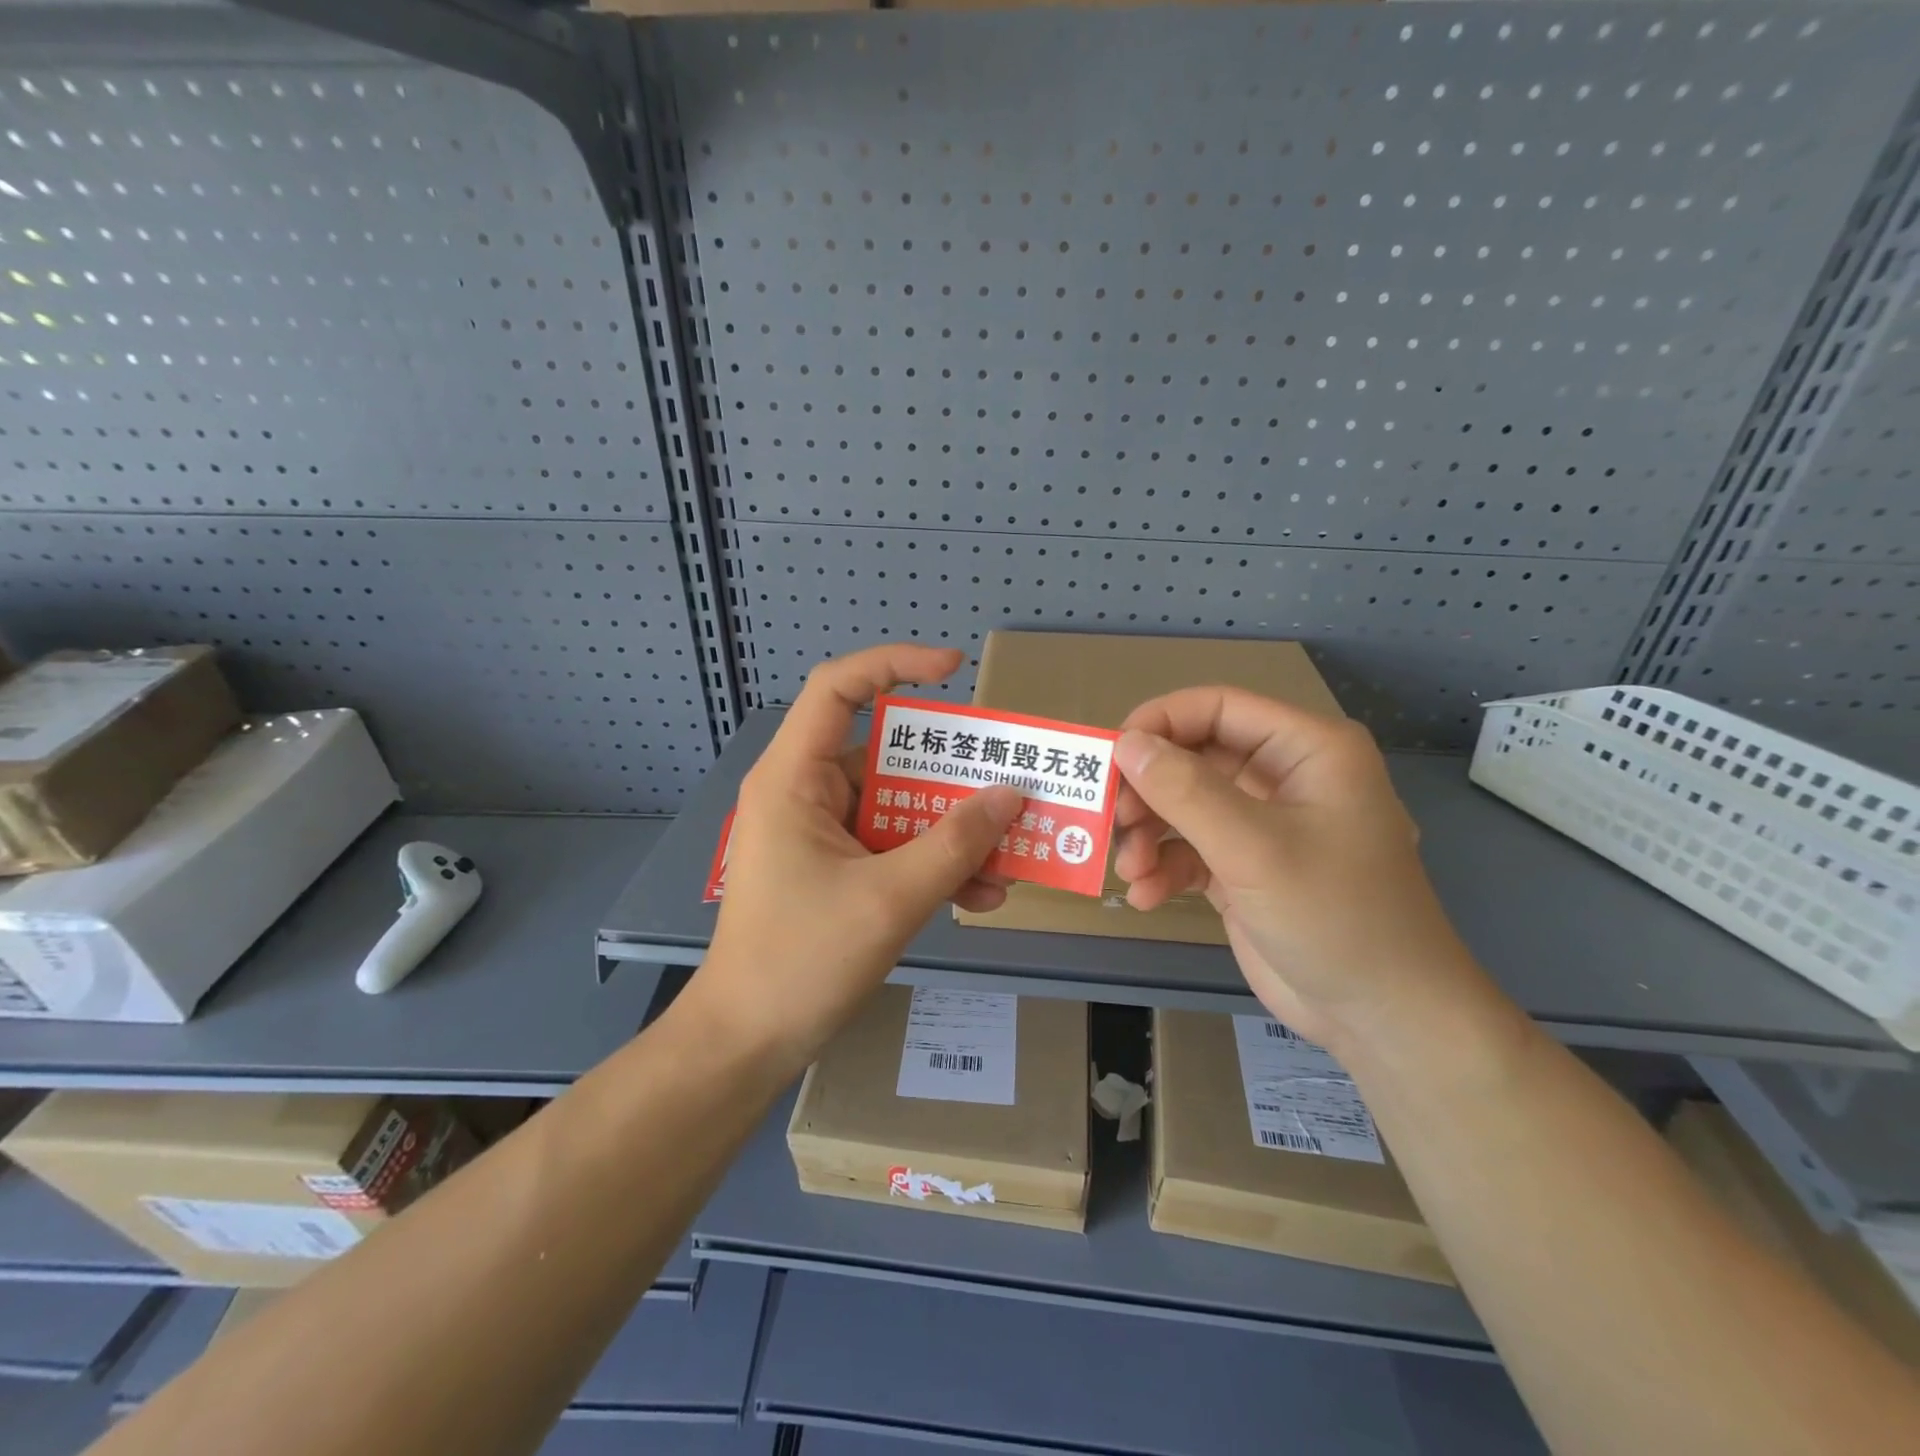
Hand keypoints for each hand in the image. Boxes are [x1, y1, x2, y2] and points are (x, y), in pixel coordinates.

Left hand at [693, 645, 1021, 1077]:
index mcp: (795, 778)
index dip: (895, 664)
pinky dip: (934, 863)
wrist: (748, 1044)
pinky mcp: (836, 869)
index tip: (955, 670)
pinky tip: (981, 896)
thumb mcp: (890, 899)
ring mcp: (822, 834)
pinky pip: (894, 847)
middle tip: (1012, 784)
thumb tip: (1012, 795)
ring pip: (899, 807)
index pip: (838, 688)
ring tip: (1010, 857)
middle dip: (952, 774)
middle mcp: (806, 793)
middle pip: (887, 755)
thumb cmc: (802, 961)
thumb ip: (955, 844)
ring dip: (953, 830)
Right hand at [1113, 688, 1483, 1048]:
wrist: (1382, 1018)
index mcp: (1307, 749)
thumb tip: (1124, 744)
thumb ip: (1185, 791)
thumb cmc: (1335, 916)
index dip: (1159, 722)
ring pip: (1183, 805)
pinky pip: (1189, 850)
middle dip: (1147, 790)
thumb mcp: (1254, 848)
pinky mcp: (1243, 867)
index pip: (1217, 707)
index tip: (1109, 755)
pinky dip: (1162, 868)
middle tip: (1112, 820)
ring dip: (1148, 834)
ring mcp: (1262, 824)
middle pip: (1192, 757)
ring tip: (1130, 869)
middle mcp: (1283, 776)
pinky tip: (1146, 897)